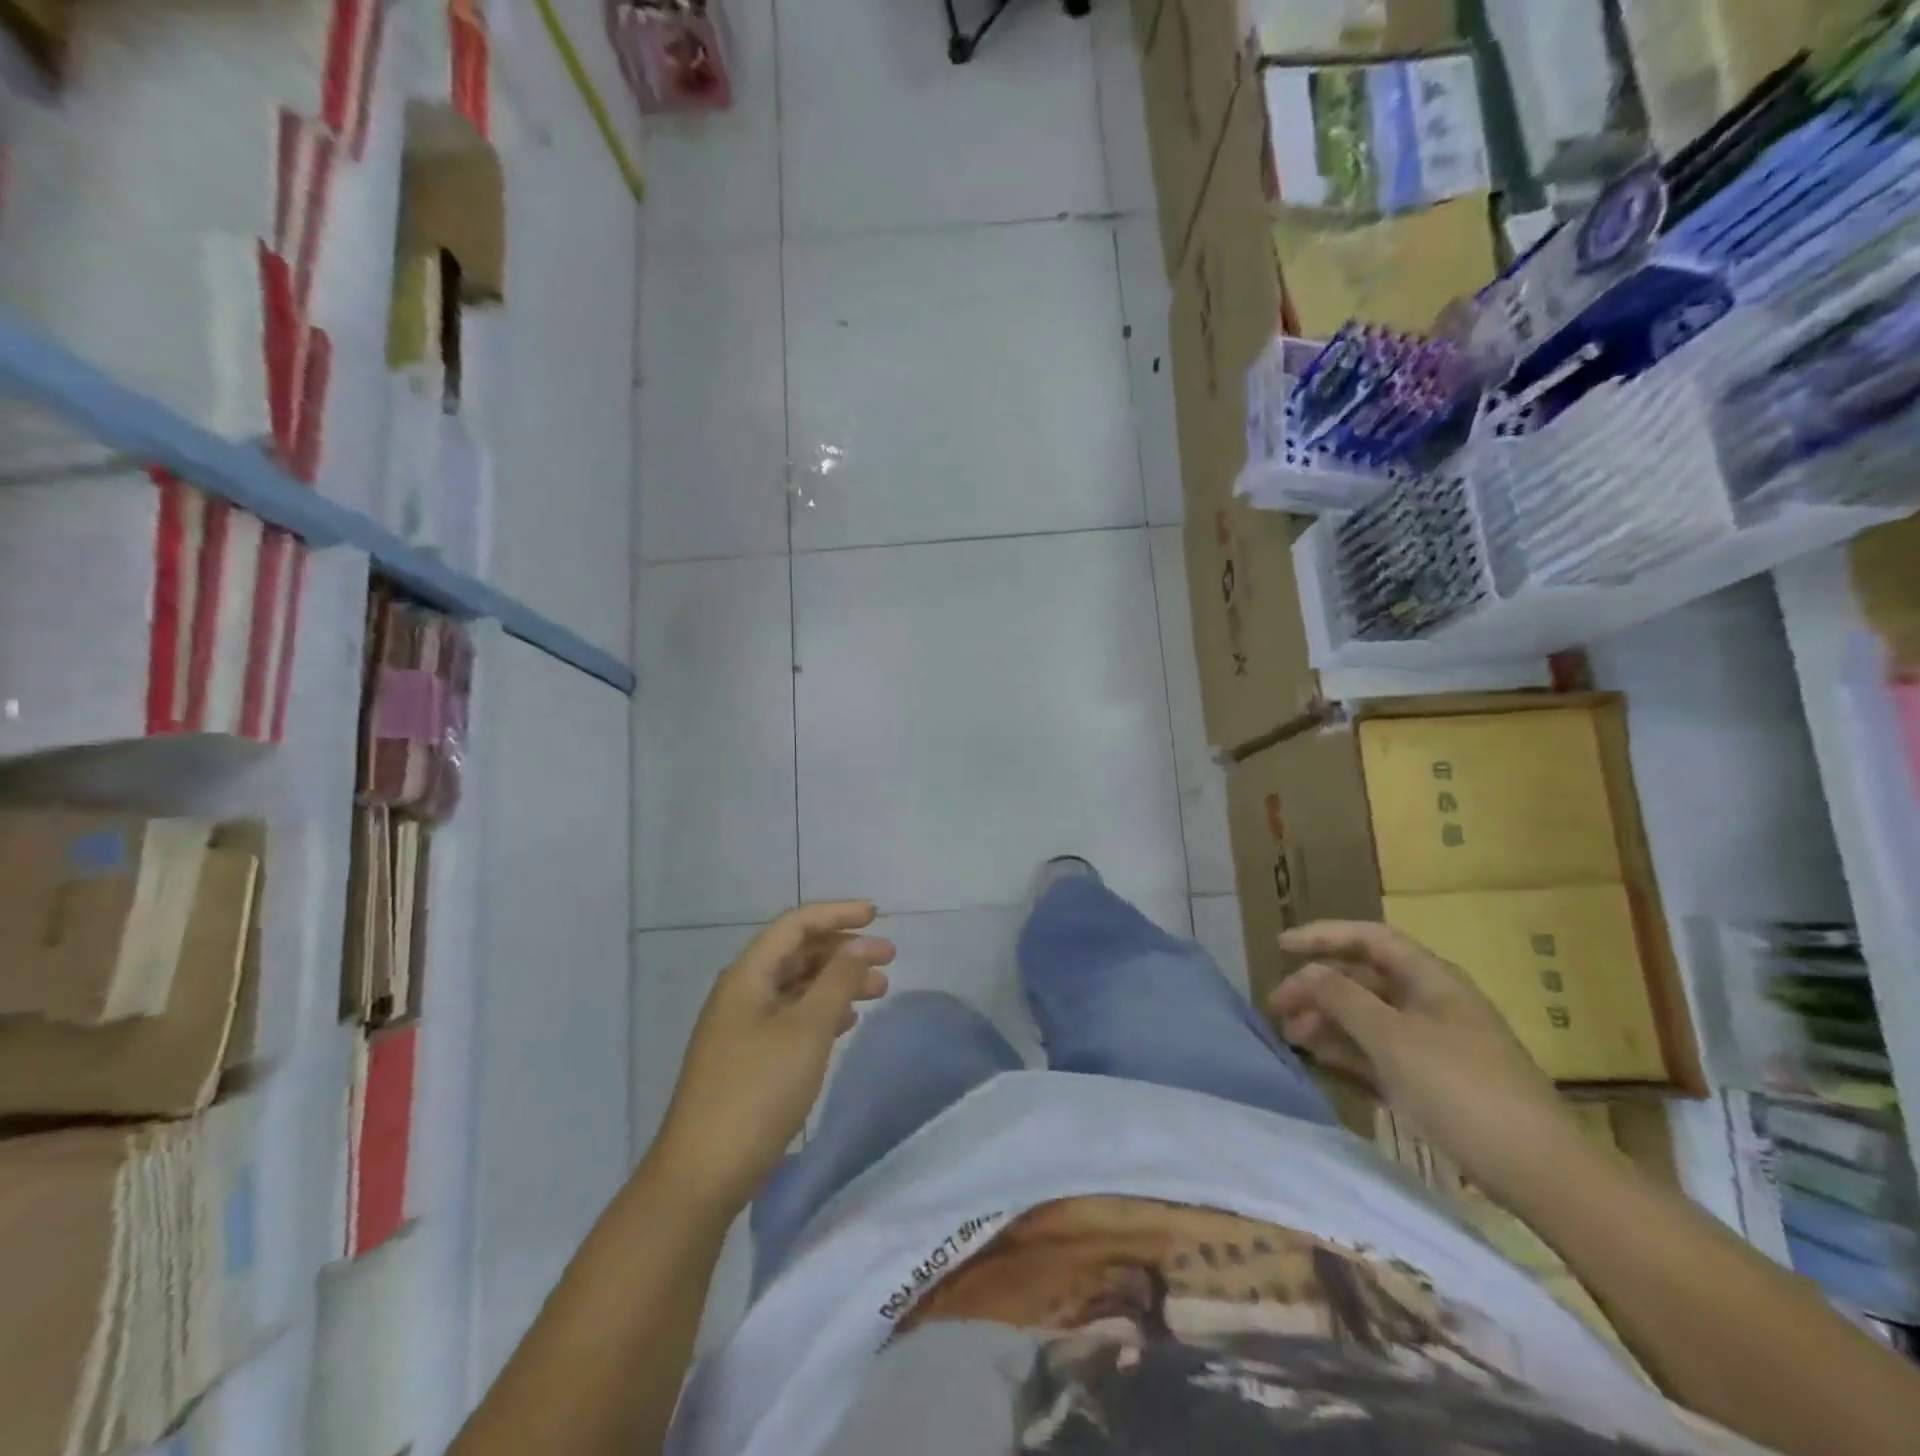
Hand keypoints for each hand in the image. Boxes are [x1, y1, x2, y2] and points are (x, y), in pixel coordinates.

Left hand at [652, 902, 894, 1212]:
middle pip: (798, 953)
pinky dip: (823, 1011)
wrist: (701, 1175)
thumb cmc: (757, 1092)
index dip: (837, 914)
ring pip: (798, 986)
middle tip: (889, 959)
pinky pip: (791, 1017)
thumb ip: (837, 982)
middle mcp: (742, 992)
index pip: (796, 924)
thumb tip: (859, 947)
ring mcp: (742, 1027)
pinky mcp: (748, 1059)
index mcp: (748, 976)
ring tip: (879, 990)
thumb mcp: (806, 1030)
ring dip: (837, 982)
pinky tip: (847, 1022)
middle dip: (844, 950)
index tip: (877, 917)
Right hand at [1266, 921, 1586, 1203]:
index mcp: (1430, 979)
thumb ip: (1341, 998)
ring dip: (1327, 1020)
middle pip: (1363, 978)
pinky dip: (1347, 1050)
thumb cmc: (1462, 1090)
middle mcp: (1430, 1002)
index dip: (1323, 936)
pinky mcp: (1432, 1079)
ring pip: (1367, 1016)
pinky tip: (1321, 1058)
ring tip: (1292, 1038)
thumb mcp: (1392, 1038)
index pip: (1369, 938)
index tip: (1280, 947)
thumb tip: (1305, 973)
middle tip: (1277, 1008)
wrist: (1541, 1173)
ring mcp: (1432, 1042)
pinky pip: (1379, 1051)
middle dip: (1318, 987)